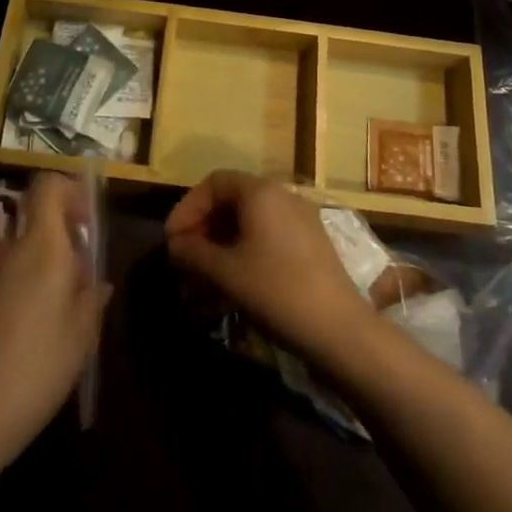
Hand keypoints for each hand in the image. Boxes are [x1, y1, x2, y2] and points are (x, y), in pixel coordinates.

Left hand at [0, 173, 109, 469]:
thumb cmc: (36, 370)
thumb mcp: (82, 336)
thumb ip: (91, 297)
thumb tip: (95, 280)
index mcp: (42, 247)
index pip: (47, 186)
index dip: (70, 189)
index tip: (89, 219)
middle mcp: (12, 250)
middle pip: (39, 221)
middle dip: (66, 239)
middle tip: (85, 279)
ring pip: (25, 252)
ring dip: (48, 268)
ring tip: (65, 314)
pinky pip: (9, 278)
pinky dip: (28, 290)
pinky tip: (36, 336)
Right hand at [164, 170, 373, 364]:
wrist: (339, 328)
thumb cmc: (275, 290)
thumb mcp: (226, 273)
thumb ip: (194, 253)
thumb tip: (175, 245)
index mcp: (260, 191)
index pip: (213, 183)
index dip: (188, 208)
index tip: (172, 240)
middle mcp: (281, 194)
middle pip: (232, 199)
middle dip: (204, 227)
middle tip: (186, 258)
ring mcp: (300, 217)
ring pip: (250, 219)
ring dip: (223, 242)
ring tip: (206, 275)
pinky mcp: (311, 241)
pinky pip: (268, 234)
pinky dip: (245, 249)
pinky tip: (235, 280)